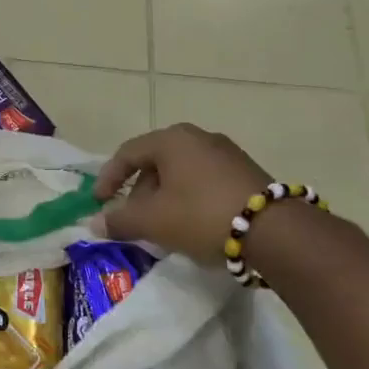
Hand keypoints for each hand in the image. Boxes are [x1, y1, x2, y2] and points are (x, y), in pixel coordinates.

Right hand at [94, 124, 270, 265]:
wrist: (274, 231)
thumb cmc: (201, 215)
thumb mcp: (153, 221)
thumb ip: (120, 220)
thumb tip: (95, 223)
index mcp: (171, 140)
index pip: (128, 153)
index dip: (109, 178)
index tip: (99, 202)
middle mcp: (198, 137)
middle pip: (156, 162)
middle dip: (139, 192)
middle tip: (133, 218)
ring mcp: (226, 153)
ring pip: (181, 173)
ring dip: (164, 197)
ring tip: (162, 226)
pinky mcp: (246, 172)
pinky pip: (204, 181)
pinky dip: (189, 199)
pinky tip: (192, 224)